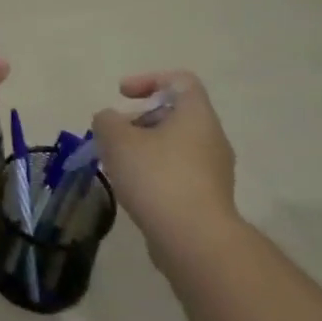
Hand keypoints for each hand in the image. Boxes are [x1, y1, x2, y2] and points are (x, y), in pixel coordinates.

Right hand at [93, 71, 237, 241]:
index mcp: (196, 115)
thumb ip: (107, 121)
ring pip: (175, 146)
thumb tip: (110, 120)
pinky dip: (154, 173)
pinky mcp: (208, 199)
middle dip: (139, 119)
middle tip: (113, 135)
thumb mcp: (117, 140)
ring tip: (117, 164)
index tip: (122, 95)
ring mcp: (214, 171)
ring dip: (144, 148)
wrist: (195, 241)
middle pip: (175, 114)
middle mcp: (212, 138)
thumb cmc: (157, 177)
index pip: (180, 80)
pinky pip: (178, 173)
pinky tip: (134, 190)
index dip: (148, 80)